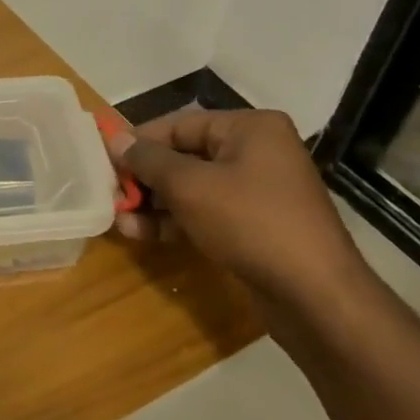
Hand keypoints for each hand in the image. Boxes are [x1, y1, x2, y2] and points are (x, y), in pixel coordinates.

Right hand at [106, 107, 374, 326]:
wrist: (315, 295)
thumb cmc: (251, 223)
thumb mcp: (190, 186)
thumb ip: (148, 160)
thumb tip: (115, 138)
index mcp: (250, 128)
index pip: (179, 124)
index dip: (139, 142)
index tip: (104, 162)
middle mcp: (257, 152)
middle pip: (184, 156)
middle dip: (145, 179)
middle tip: (110, 196)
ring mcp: (258, 191)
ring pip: (192, 188)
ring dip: (154, 204)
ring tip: (120, 221)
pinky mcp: (255, 225)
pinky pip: (205, 213)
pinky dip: (175, 221)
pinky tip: (143, 235)